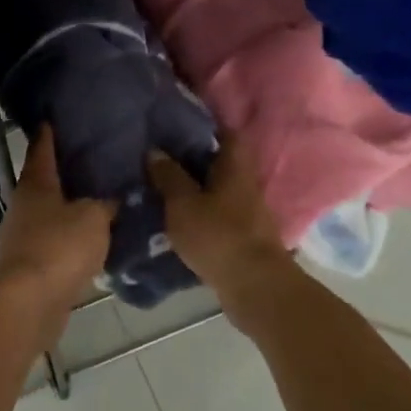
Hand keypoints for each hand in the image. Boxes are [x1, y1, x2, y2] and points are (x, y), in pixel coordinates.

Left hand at [0, 128, 115, 338]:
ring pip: (50, 212)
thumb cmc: (60, 248)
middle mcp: (24, 204)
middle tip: (92, 160)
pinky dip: (69, 237)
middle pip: (44, 180)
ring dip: (68, 207)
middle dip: (64, 171)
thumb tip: (114, 198)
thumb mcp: (93, 218)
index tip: (55, 117)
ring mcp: (23, 235)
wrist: (31, 303)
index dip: (49, 133)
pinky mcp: (30, 264)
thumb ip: (106, 204)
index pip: (41, 148)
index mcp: (35, 184)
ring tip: (99, 199)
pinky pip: (54, 241)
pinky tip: (91, 239)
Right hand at [149, 133, 303, 337]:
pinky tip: (178, 217)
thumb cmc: (219, 236)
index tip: (177, 122)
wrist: (256, 288)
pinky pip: (218, 214)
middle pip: (220, 161)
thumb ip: (169, 176)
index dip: (204, 124)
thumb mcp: (183, 204)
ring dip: (195, 187)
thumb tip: (155, 151)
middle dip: (193, 157)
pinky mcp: (243, 236)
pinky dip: (200, 212)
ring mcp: (247, 211)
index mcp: (234, 166)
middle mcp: (245, 183)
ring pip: (217, 189)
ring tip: (163, 185)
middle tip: (161, 154)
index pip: (225, 133)